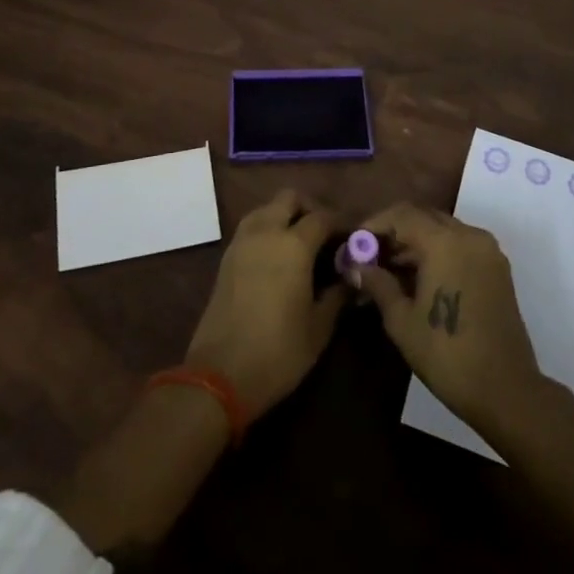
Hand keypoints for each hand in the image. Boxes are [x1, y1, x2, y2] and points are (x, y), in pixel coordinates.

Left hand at [185, 189, 345, 419]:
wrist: (219, 374)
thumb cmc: (278, 352)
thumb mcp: (319, 328)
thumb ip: (337, 295)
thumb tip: (351, 278)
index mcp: (293, 245)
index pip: (323, 217)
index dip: (341, 223)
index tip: (354, 237)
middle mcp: (266, 232)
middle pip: (289, 198)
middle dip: (310, 208)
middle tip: (325, 233)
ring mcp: (242, 242)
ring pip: (266, 208)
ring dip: (285, 215)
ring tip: (301, 243)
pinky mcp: (226, 257)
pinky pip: (251, 227)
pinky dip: (267, 229)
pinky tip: (277, 256)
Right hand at [355, 204, 544, 433]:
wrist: (506, 390)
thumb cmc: (447, 354)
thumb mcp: (402, 320)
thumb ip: (378, 283)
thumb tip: (355, 266)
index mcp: (444, 242)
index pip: (402, 214)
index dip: (374, 224)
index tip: (354, 243)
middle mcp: (469, 235)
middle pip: (423, 217)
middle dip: (394, 232)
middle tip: (369, 256)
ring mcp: (487, 250)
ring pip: (442, 229)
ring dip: (415, 242)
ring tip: (388, 270)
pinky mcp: (497, 267)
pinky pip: (460, 244)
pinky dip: (437, 251)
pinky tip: (417, 278)